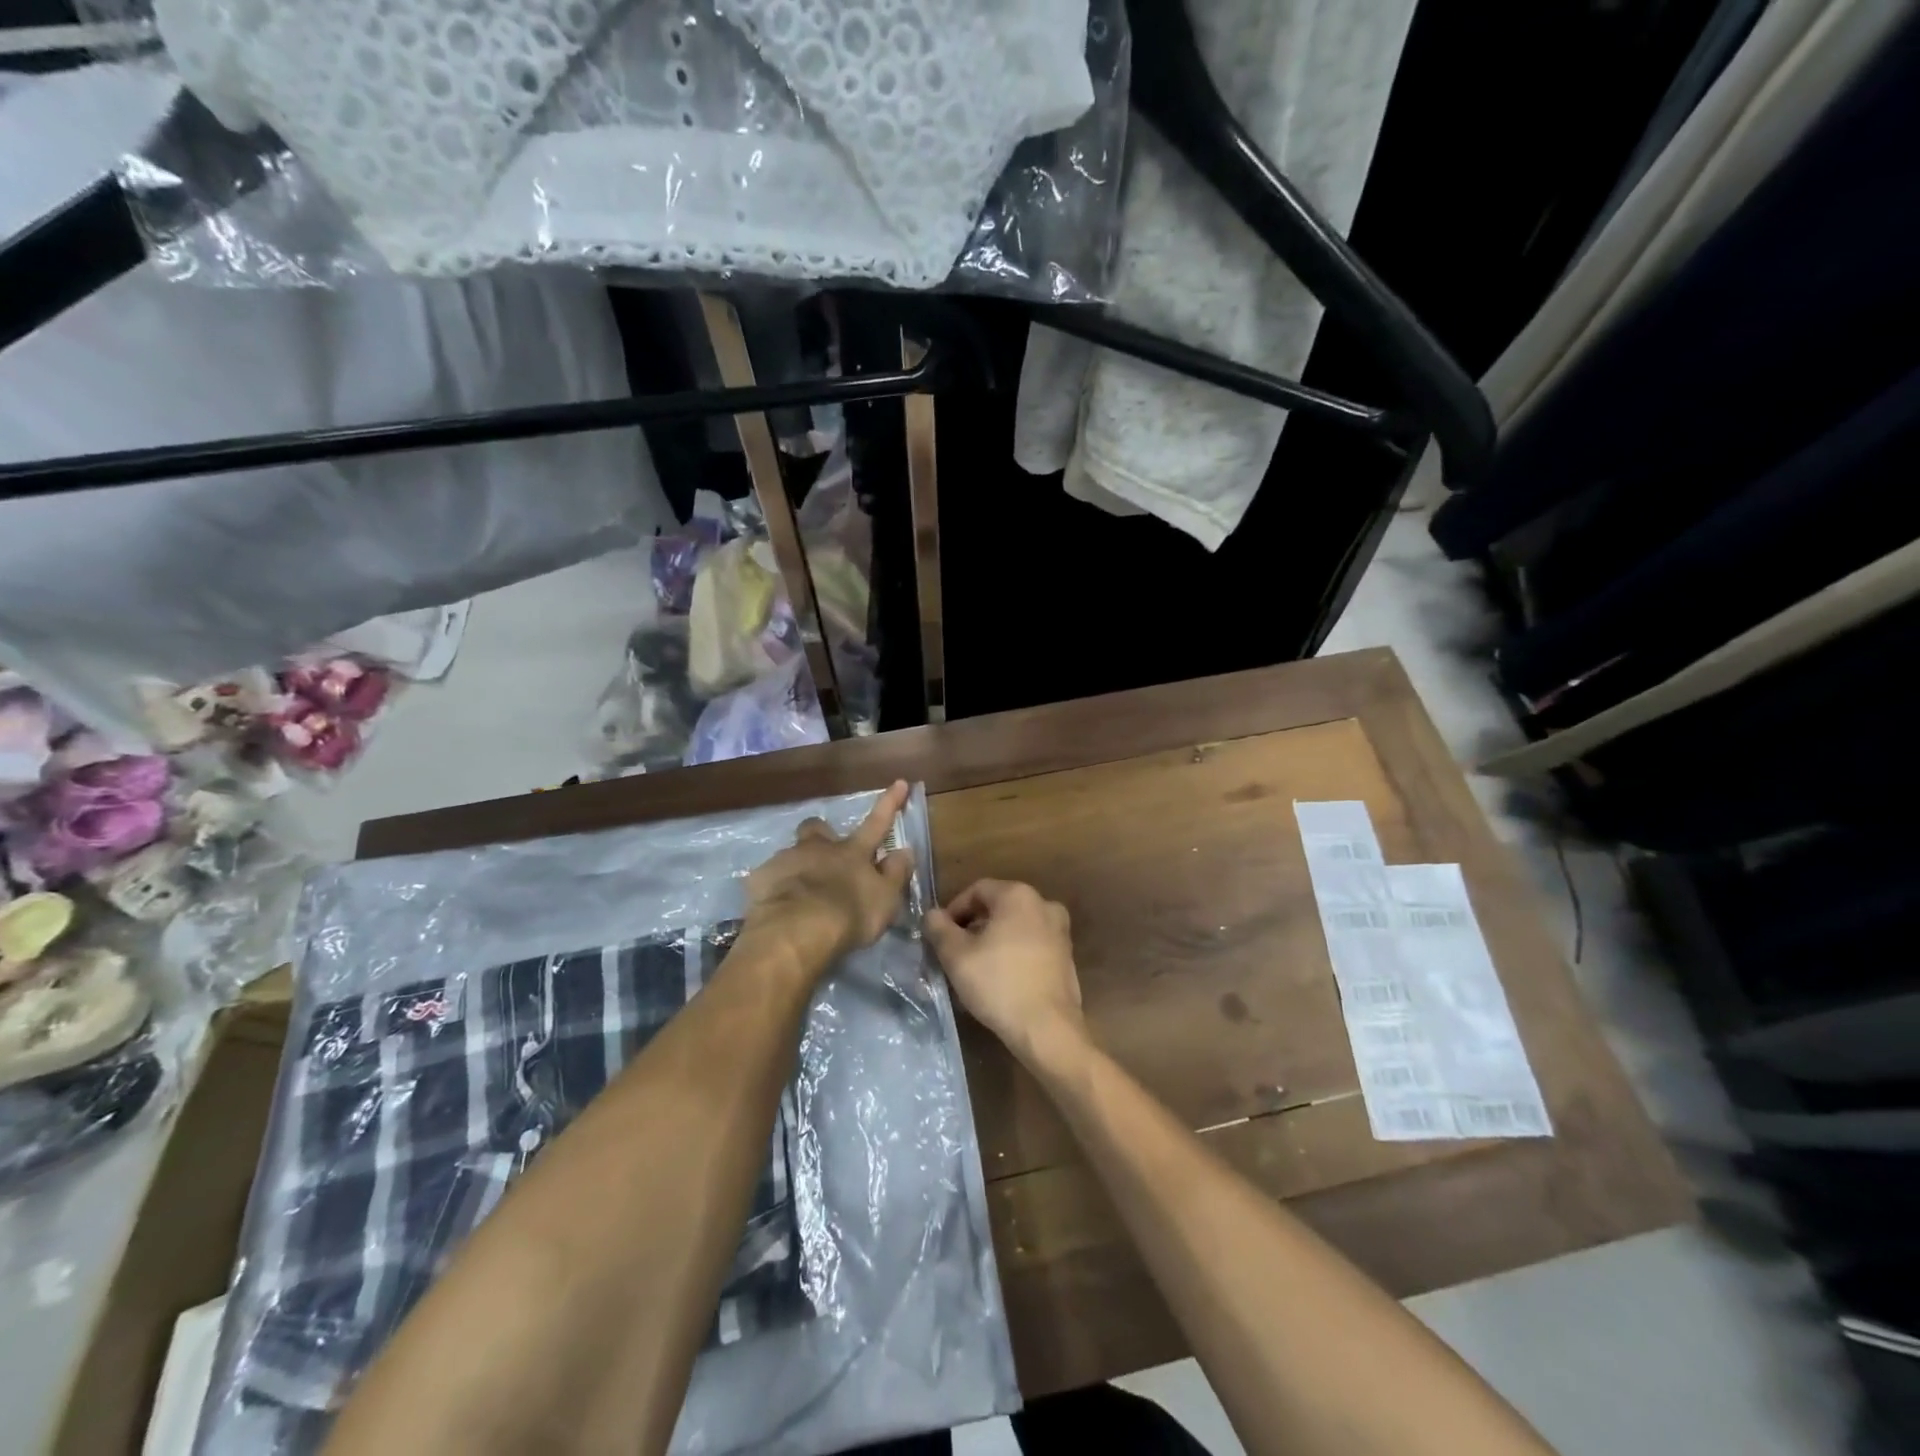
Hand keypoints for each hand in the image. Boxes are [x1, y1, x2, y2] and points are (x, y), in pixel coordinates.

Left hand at [743, 781, 914, 974]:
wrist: (796, 932)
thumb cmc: (849, 915)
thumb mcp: (885, 900)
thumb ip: (895, 874)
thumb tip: (905, 851)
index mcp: (852, 852)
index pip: (876, 823)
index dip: (889, 803)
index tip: (899, 782)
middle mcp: (819, 848)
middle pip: (818, 828)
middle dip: (821, 834)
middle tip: (825, 853)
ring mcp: (787, 860)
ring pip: (791, 853)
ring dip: (797, 866)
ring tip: (799, 893)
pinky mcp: (761, 878)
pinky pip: (769, 878)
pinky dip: (775, 888)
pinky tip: (777, 907)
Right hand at [925, 879, 1084, 1064]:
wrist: (1047, 1029)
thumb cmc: (999, 984)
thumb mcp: (956, 956)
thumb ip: (939, 929)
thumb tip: (932, 914)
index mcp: (1018, 895)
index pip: (977, 890)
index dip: (954, 910)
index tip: (941, 936)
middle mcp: (1044, 904)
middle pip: (998, 907)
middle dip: (973, 926)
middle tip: (955, 952)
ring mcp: (1060, 931)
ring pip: (1016, 926)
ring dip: (993, 940)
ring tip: (976, 968)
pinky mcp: (1067, 956)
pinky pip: (1032, 945)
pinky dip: (1014, 953)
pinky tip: (1001, 979)